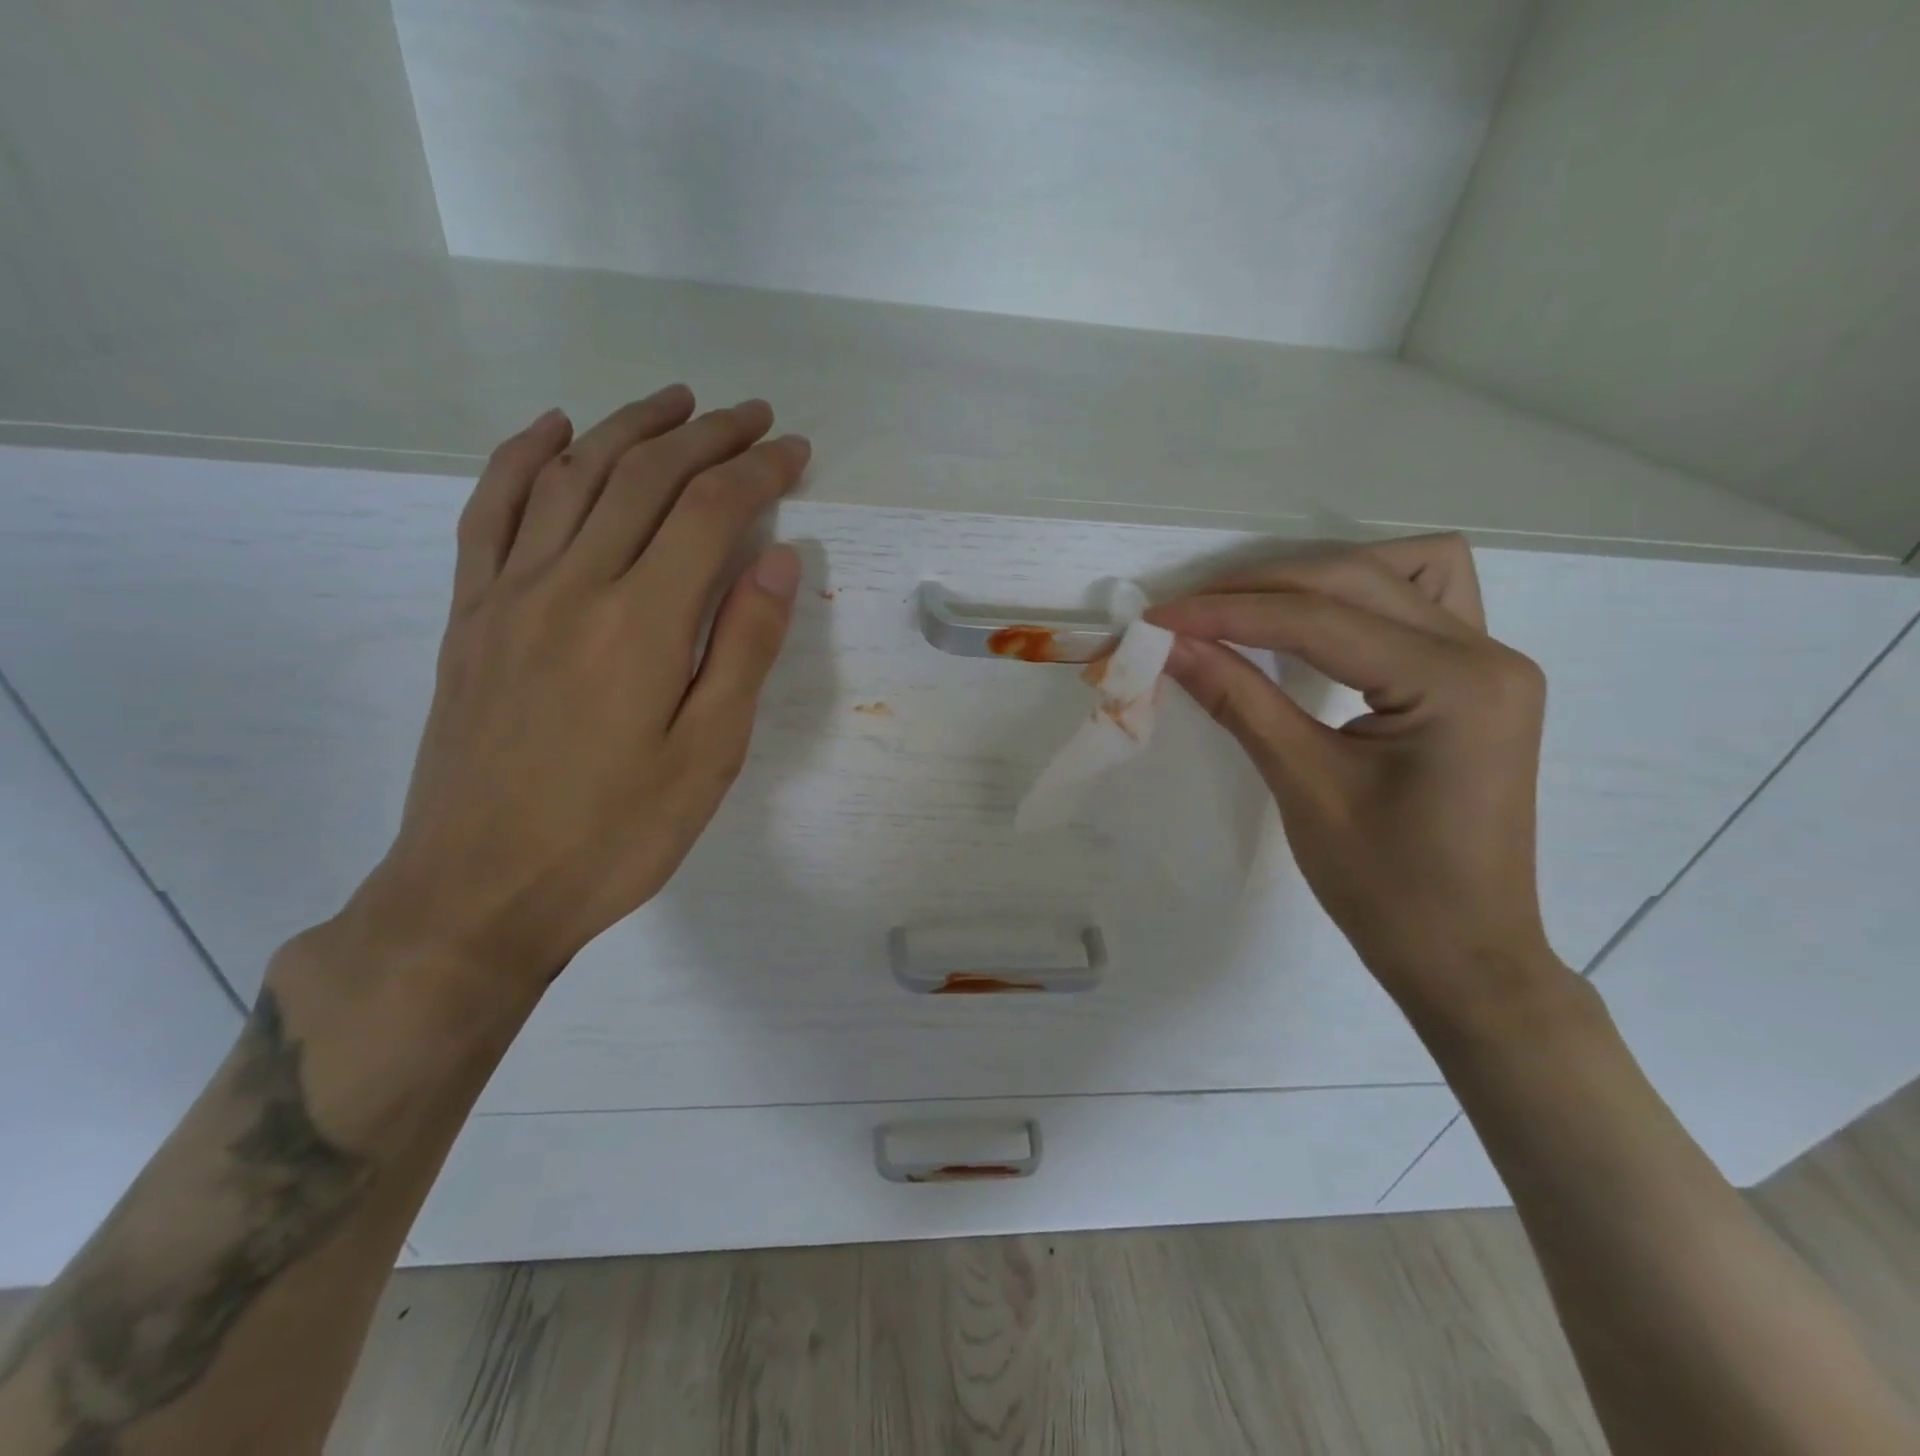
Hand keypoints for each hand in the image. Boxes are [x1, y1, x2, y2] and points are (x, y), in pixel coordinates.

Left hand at [347, 387, 808, 986]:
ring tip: (675, 402)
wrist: (481, 891)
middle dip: (708, 436)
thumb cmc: (615, 834)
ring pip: (571, 476)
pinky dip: (521, 456)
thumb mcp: (708, 755)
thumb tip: (779, 559)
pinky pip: (490, 511)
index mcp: (642, 623)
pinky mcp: (471, 615)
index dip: (759, 471)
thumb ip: (745, 649)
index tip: (794, 451)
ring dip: (629, 428)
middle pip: (645, 478)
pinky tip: (553, 429)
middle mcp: (571, 585)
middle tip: (753, 417)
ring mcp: (509, 594)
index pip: (710, 512)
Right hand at [1146, 535, 1566, 1028]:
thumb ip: (1237, 699)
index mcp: (1456, 683)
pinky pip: (1420, 603)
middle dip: (1259, 588)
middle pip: (1356, 578)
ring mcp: (1493, 661)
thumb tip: (1169, 645)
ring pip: (1399, 571)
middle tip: (1185, 614)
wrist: (1464, 956)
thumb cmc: (1386, 888)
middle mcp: (1488, 652)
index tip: (1156, 617)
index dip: (1227, 613)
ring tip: (1250, 609)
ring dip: (1317, 578)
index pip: (1319, 619)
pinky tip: (1320, 621)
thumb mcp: (1303, 786)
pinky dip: (1361, 598)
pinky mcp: (1478, 680)